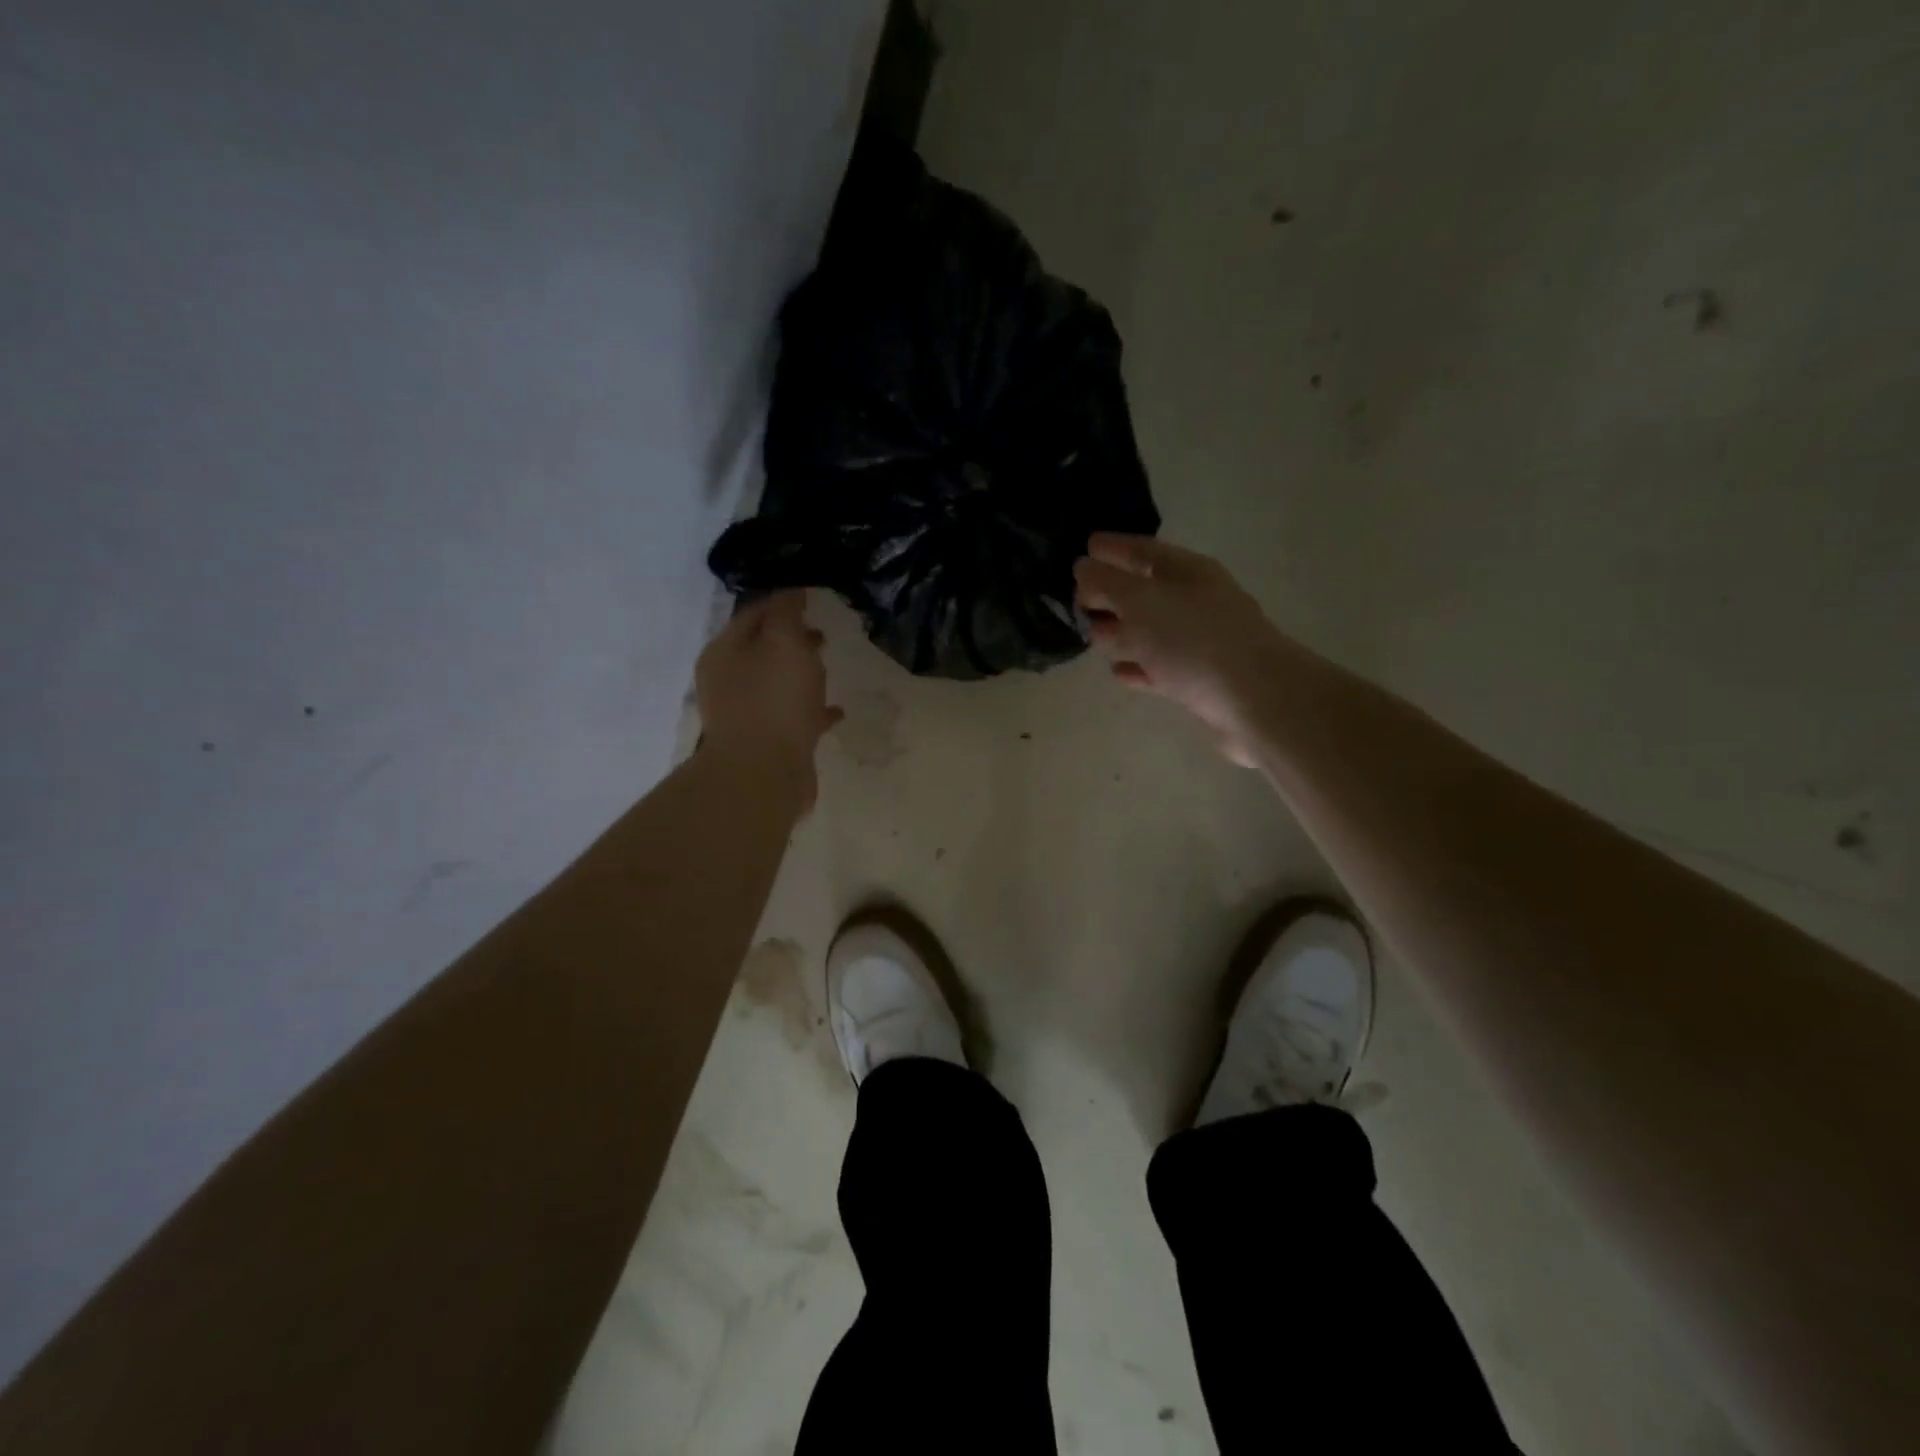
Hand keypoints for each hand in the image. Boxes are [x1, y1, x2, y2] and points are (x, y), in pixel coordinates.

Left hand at [695, 591, 840, 794]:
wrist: (763, 774)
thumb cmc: (774, 700)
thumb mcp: (784, 643)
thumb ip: (786, 613)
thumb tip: (790, 592)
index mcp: (724, 652)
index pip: (753, 614)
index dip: (782, 603)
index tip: (812, 598)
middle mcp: (726, 681)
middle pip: (761, 649)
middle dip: (791, 639)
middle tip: (822, 634)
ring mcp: (743, 714)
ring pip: (775, 683)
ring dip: (801, 674)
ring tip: (829, 668)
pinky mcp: (763, 742)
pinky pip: (790, 717)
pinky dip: (810, 710)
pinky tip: (836, 712)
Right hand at [1074, 534, 1285, 765]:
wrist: (1255, 699)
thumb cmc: (1194, 640)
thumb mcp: (1142, 602)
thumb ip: (1106, 582)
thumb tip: (1083, 567)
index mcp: (1186, 572)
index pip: (1143, 551)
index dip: (1112, 548)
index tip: (1083, 549)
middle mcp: (1194, 602)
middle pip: (1145, 591)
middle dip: (1110, 593)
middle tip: (1076, 600)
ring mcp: (1199, 642)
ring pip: (1150, 630)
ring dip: (1120, 631)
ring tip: (1090, 636)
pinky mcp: (1199, 680)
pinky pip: (1159, 667)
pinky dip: (1138, 666)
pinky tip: (1118, 672)